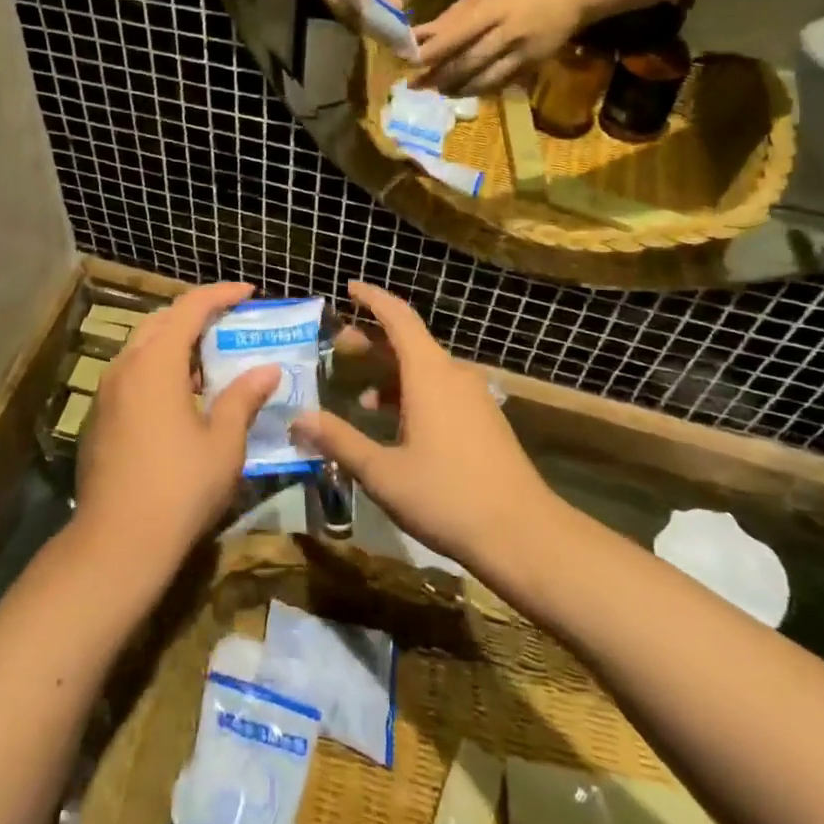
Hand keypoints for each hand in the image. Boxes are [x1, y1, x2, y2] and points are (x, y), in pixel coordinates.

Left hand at [73, 282, 280, 570]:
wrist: (116, 545)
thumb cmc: (179, 487)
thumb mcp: (224, 442)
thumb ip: (244, 398)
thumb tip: (267, 369)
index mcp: (156, 362)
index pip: (189, 308)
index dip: (220, 295)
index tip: (248, 292)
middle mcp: (125, 367)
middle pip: (160, 322)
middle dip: (195, 316)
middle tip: (228, 324)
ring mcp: (106, 393)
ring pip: (142, 349)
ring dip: (175, 345)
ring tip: (209, 362)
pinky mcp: (98, 419)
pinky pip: (131, 376)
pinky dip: (158, 371)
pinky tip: (180, 401)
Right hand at [289, 282, 551, 575]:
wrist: (525, 535)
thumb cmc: (447, 496)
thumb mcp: (383, 472)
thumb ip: (339, 441)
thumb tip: (298, 418)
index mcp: (430, 373)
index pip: (398, 317)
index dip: (372, 299)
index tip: (349, 288)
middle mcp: (454, 375)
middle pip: (410, 341)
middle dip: (373, 340)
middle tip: (339, 346)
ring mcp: (474, 397)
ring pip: (426, 369)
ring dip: (392, 373)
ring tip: (361, 396)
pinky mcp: (485, 420)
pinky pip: (442, 390)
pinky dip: (413, 393)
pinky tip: (398, 427)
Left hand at [412, 0, 584, 94]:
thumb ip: (452, 16)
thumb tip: (418, 35)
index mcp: (494, 8)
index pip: (457, 34)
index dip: (432, 51)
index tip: (409, 61)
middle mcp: (508, 33)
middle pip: (467, 61)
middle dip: (438, 76)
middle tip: (415, 84)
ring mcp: (523, 53)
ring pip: (483, 79)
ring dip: (455, 88)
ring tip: (436, 90)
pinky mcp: (532, 67)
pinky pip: (499, 84)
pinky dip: (477, 89)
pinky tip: (461, 90)